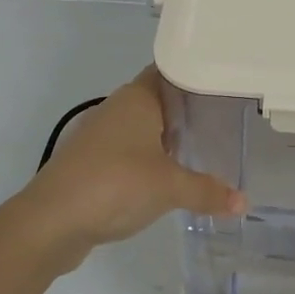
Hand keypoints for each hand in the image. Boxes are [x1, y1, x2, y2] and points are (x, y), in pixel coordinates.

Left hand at [17, 67, 245, 268]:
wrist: (50, 222)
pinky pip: (129, 151)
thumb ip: (208, 191)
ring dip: (167, 137)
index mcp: (137, 98)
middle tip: (224, 119)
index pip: (170, 71)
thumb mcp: (170, 188)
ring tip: (203, 148)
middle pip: (159, 99)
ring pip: (143, 126)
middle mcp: (117, 108)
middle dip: (188, 109)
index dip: (196, 75)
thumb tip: (244, 202)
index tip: (225, 85)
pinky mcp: (91, 162)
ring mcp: (100, 135)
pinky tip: (167, 177)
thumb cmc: (115, 185)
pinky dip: (149, 158)